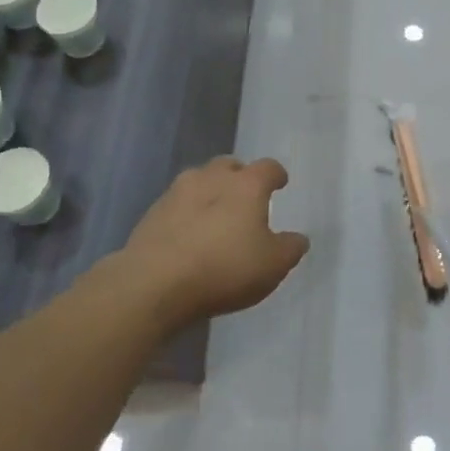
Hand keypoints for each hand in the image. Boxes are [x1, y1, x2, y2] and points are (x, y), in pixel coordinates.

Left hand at [116, 158, 309, 325]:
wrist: (153, 284)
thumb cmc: (224, 268)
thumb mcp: (272, 266)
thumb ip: (290, 249)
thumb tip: (298, 239)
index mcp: (246, 185)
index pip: (268, 167)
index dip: (276, 175)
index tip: (280, 183)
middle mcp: (211, 178)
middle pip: (228, 166)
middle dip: (238, 177)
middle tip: (245, 197)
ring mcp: (176, 193)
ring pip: (198, 181)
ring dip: (209, 192)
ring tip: (214, 216)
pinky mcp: (151, 214)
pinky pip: (176, 205)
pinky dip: (186, 214)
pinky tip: (188, 236)